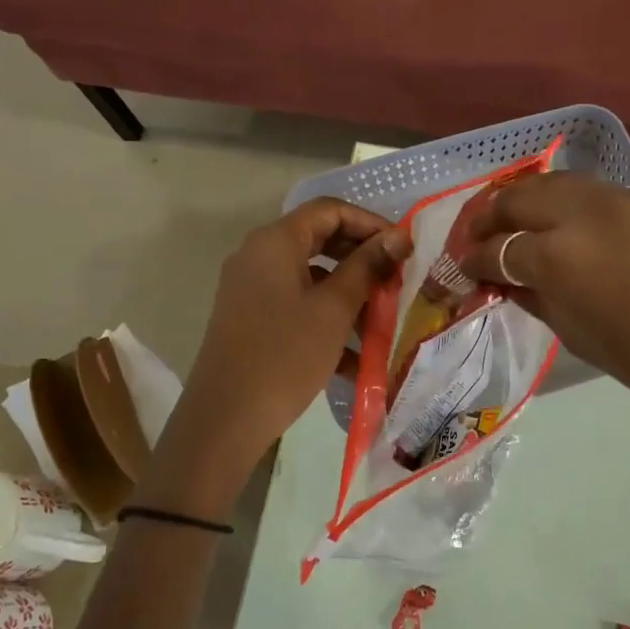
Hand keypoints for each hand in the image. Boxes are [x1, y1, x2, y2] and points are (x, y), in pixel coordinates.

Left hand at [156, 200, 411, 507]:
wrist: (226, 418)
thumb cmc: (285, 355)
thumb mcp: (334, 309)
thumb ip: (367, 266)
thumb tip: (398, 236)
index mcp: (275, 242)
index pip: (329, 210)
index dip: (370, 223)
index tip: (403, 248)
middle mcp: (259, 256)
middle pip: (320, 240)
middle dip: (362, 259)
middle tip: (396, 280)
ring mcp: (252, 289)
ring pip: (311, 277)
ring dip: (349, 293)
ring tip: (382, 321)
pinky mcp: (252, 318)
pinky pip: (297, 305)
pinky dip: (326, 319)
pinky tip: (356, 357)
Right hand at [459, 175, 629, 488]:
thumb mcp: (586, 341)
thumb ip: (540, 300)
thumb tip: (509, 281)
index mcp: (562, 256)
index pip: (497, 248)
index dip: (470, 263)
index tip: (459, 274)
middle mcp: (589, 213)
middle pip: (520, 195)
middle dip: (489, 216)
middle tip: (479, 240)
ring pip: (561, 183)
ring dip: (531, 202)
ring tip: (521, 227)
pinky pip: (604, 195)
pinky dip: (576, 208)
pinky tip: (581, 233)